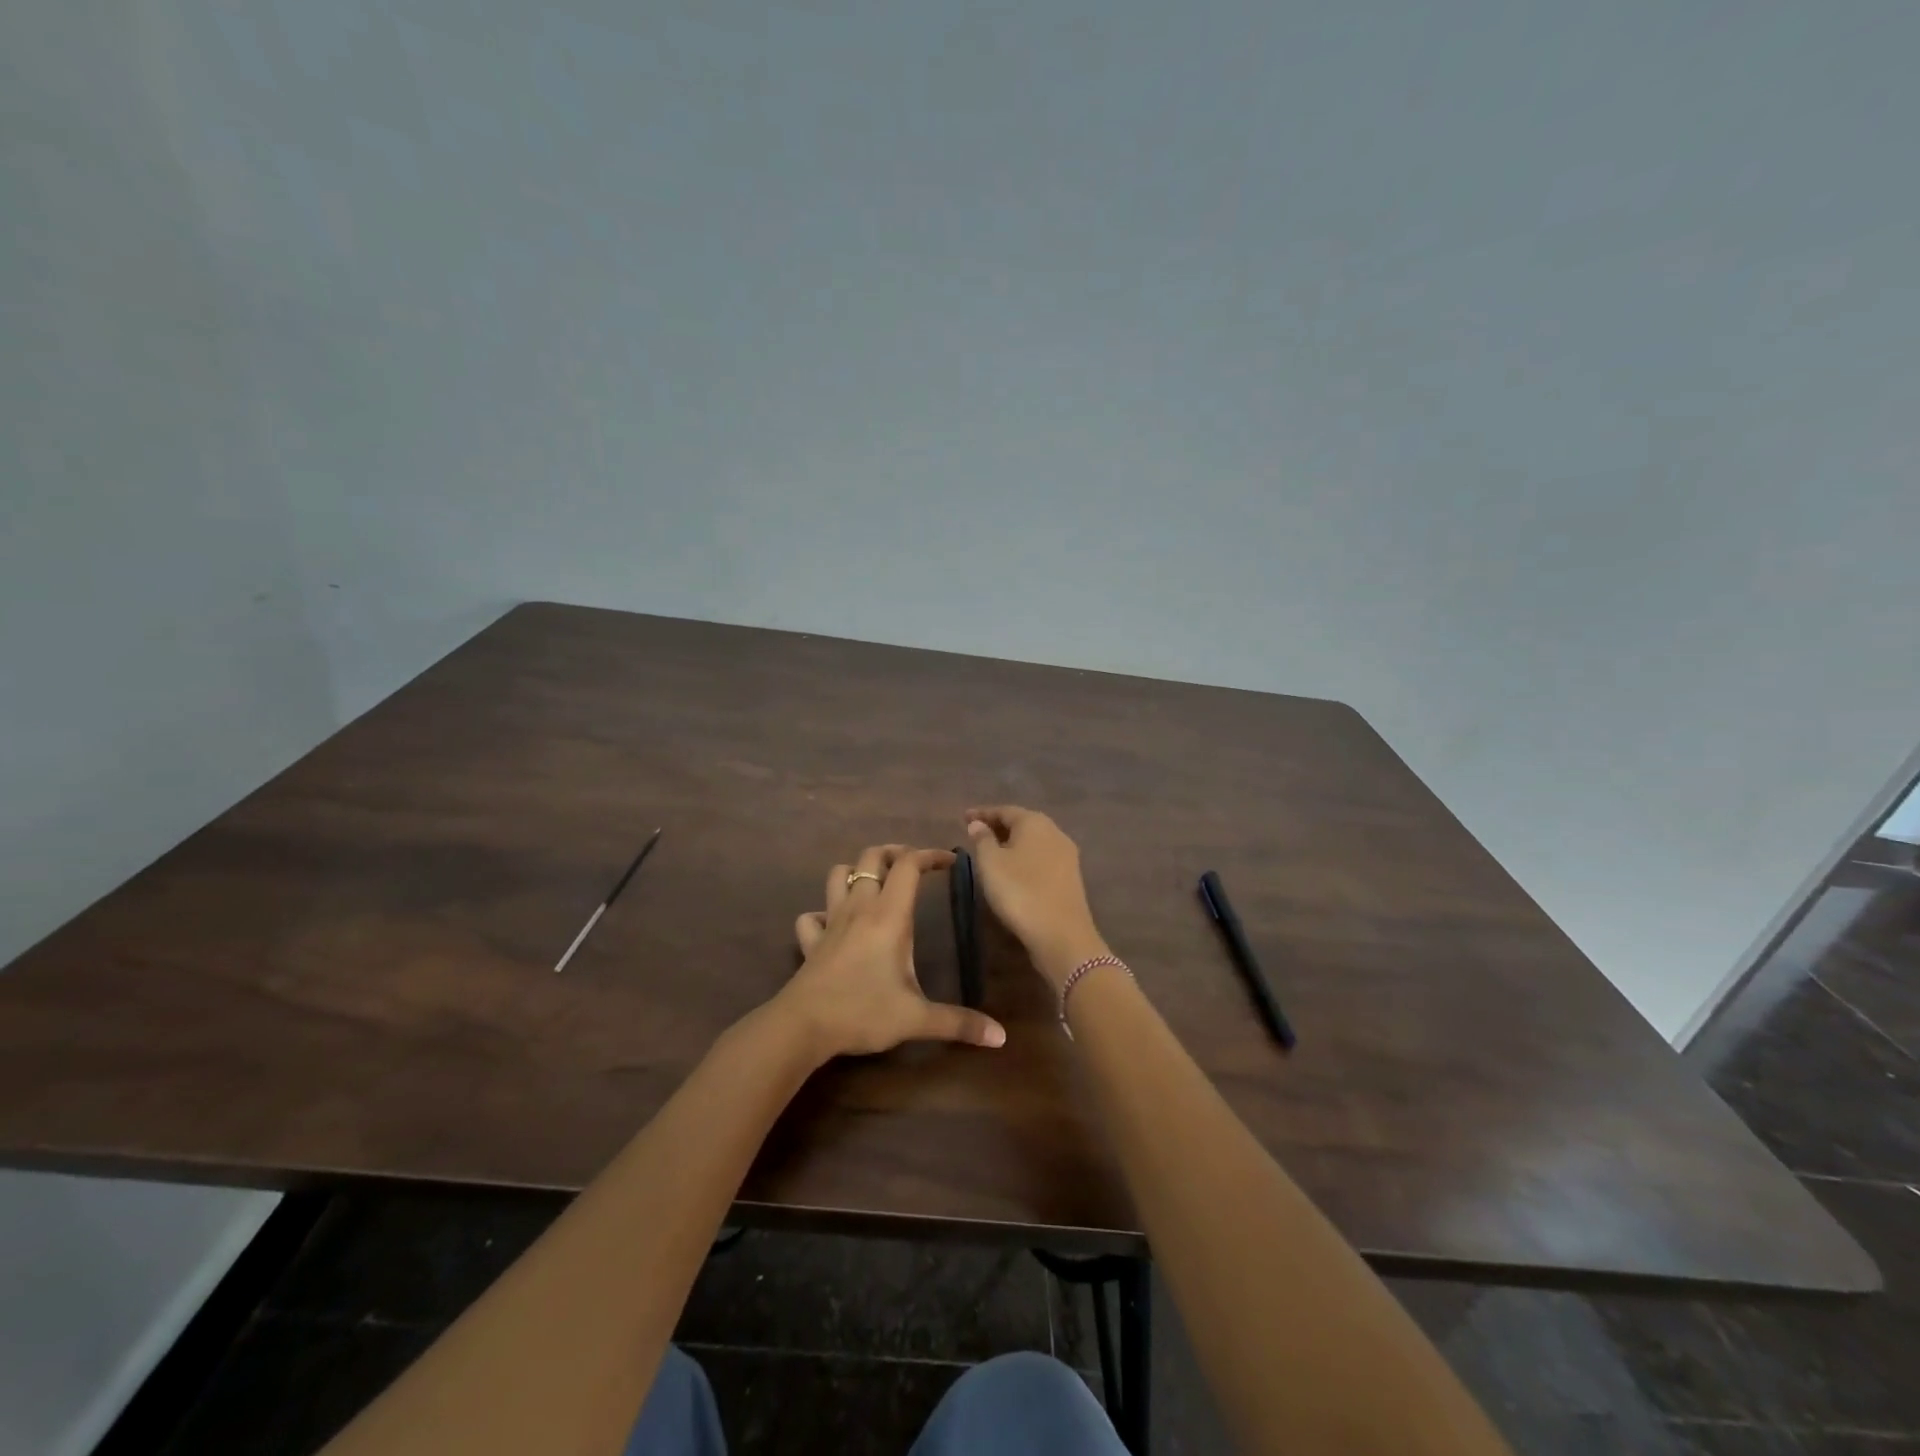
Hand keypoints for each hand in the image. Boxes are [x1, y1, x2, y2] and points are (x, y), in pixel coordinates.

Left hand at [779, 843, 1006, 1059]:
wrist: (802, 1027)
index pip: (909, 865)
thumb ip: (958, 1023)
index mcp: (888, 916)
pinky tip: (835, 924)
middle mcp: (859, 908)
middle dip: (895, 853)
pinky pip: (812, 914)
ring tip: (877, 884)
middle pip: (872, 857)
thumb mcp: (916, 1018)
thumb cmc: (863, 1012)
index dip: (930, 855)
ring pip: (838, 874)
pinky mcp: (811, 941)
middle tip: (915, 866)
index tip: (951, 862)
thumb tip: (1000, 1037)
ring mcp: (830, 921)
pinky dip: (824, 911)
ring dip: (858, 871)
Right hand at [963, 806, 1107, 989]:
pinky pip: (1042, 858)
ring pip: (1034, 841)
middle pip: (1022, 823)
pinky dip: (1024, 858)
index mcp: (1034, 822)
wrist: (1061, 934)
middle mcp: (1055, 832)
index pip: (1005, 810)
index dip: (983, 813)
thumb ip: (982, 839)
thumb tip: (978, 824)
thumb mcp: (991, 863)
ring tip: (991, 852)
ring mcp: (1066, 855)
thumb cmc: (1020, 891)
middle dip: (998, 826)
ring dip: (1012, 843)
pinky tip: (1013, 870)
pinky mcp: (1070, 877)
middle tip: (976, 833)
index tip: (964, 818)